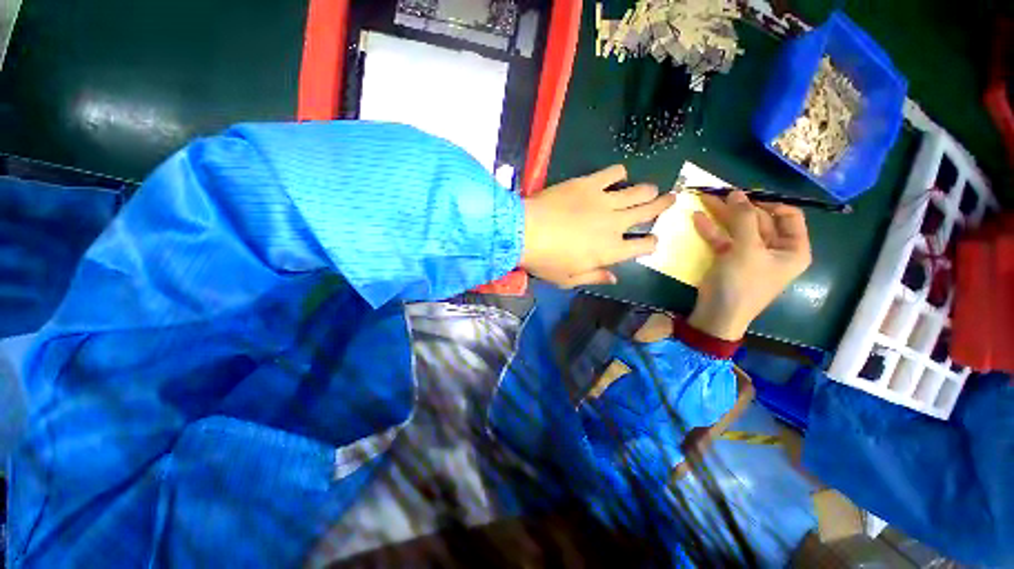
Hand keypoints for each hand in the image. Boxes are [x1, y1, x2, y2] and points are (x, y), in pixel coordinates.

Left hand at [521, 165, 675, 287]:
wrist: (523, 232)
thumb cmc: (545, 260)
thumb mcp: (568, 279)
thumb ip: (594, 277)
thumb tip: (614, 278)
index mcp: (611, 251)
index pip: (644, 246)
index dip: (651, 243)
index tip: (651, 240)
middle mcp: (615, 224)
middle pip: (648, 212)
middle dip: (663, 206)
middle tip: (671, 199)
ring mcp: (604, 201)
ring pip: (638, 191)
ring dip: (648, 190)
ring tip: (652, 188)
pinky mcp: (588, 184)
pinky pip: (613, 172)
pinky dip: (619, 172)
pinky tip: (619, 174)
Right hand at [688, 191, 811, 339]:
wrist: (717, 314)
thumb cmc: (741, 283)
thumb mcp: (746, 249)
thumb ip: (743, 219)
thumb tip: (736, 194)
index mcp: (793, 249)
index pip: (789, 216)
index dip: (769, 203)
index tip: (747, 197)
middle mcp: (775, 250)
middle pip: (760, 220)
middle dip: (738, 207)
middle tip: (718, 193)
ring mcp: (751, 255)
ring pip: (738, 228)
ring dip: (722, 216)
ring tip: (704, 199)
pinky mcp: (730, 260)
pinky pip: (724, 240)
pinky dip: (712, 230)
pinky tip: (697, 219)